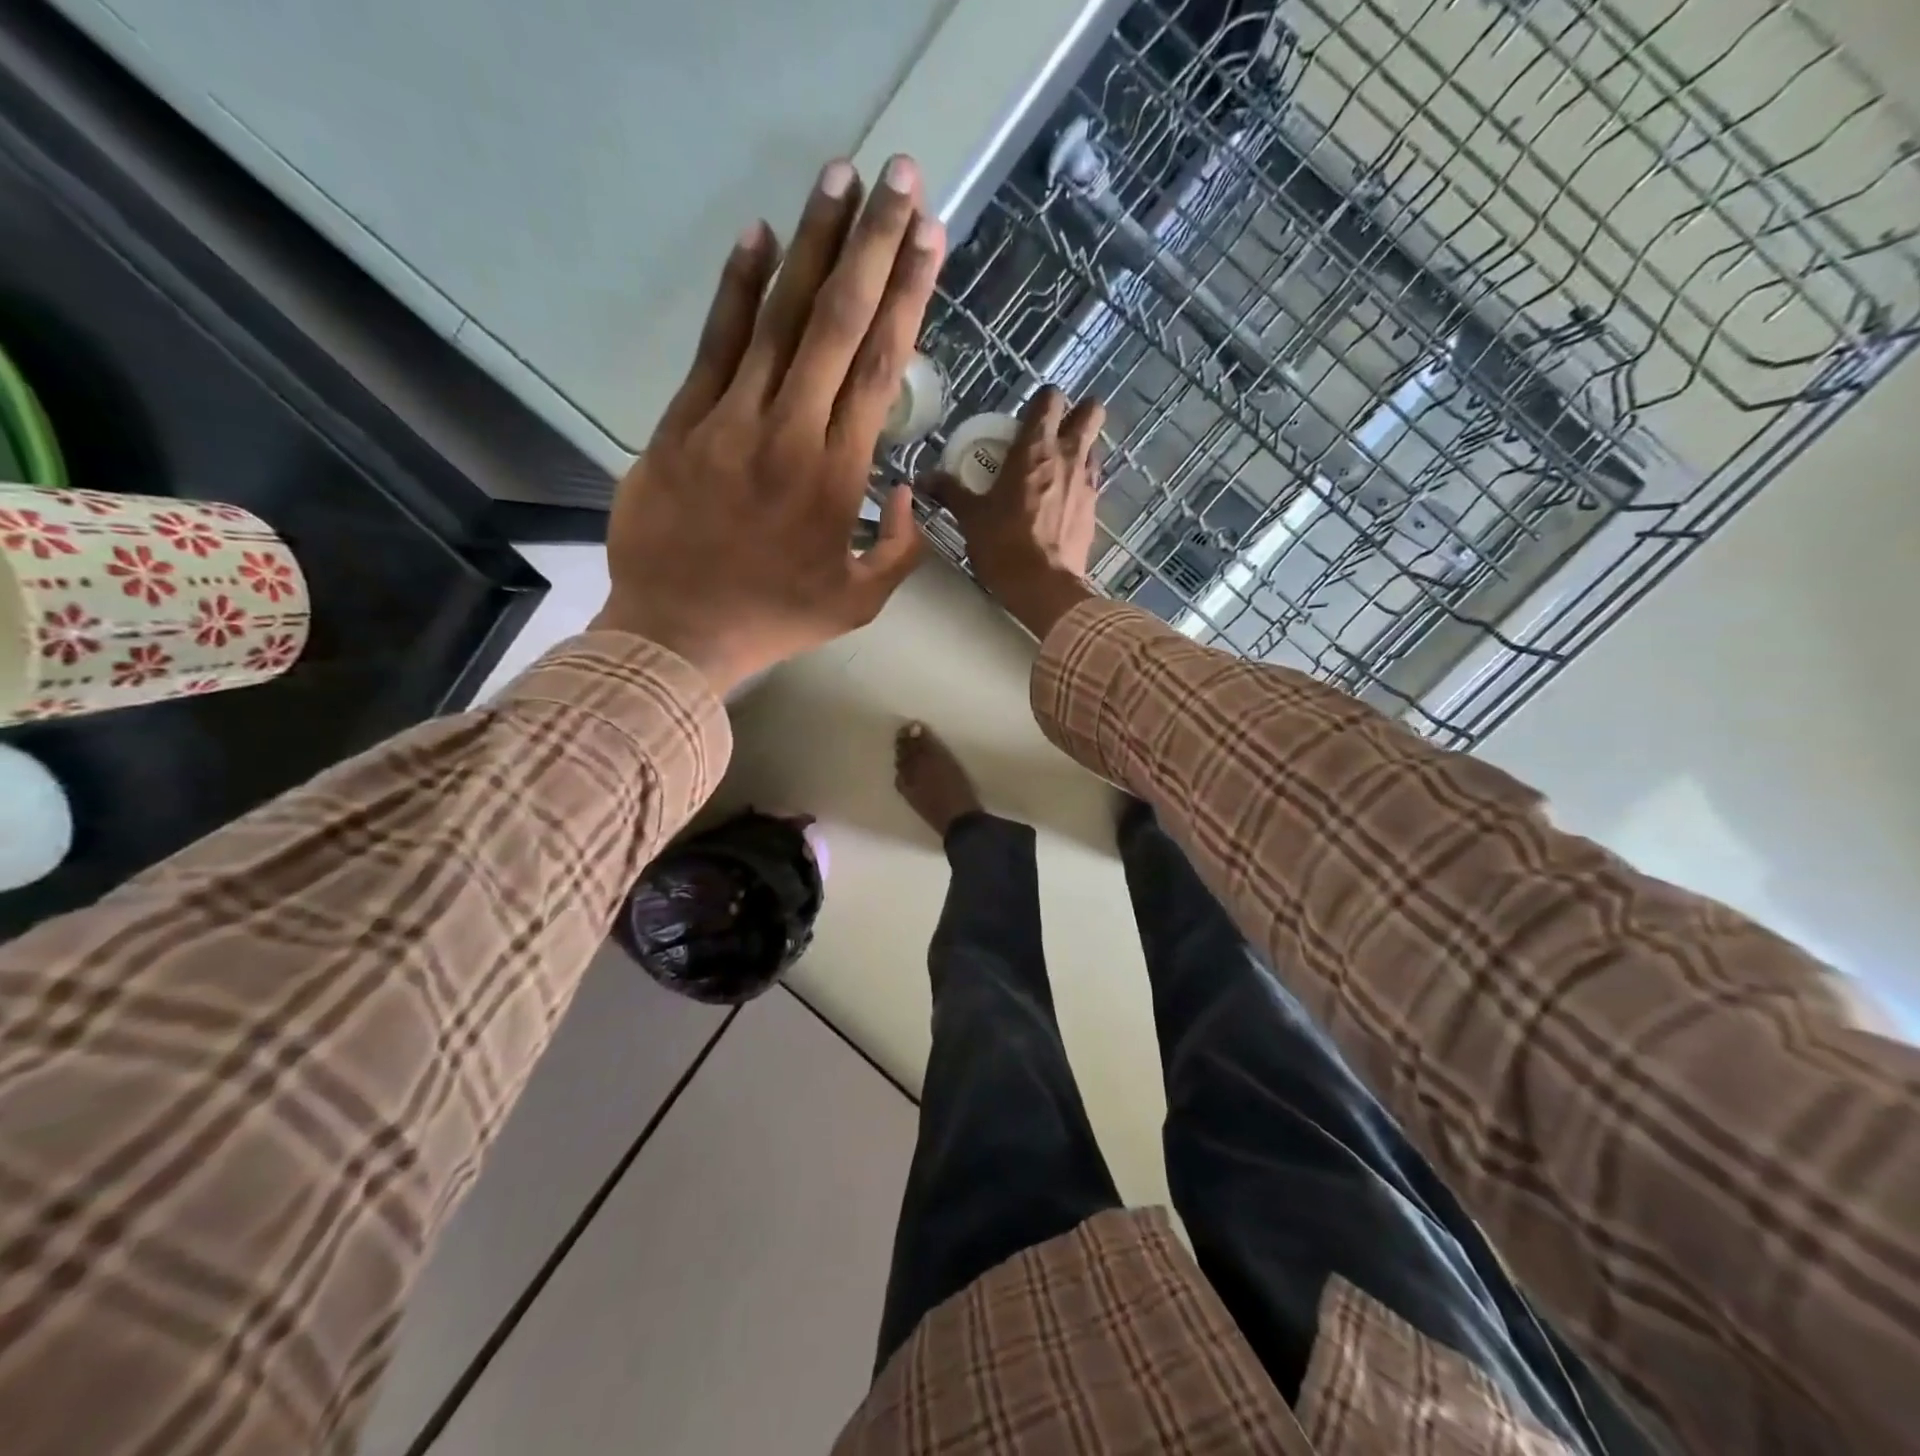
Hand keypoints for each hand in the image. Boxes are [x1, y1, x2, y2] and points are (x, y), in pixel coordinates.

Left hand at [593, 156, 945, 693]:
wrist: (679, 631)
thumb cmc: (777, 619)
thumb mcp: (861, 603)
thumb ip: (901, 549)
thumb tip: (907, 490)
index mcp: (838, 477)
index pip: (879, 368)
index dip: (907, 298)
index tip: (929, 240)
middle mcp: (790, 433)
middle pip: (837, 324)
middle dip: (875, 246)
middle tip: (901, 181)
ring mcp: (731, 421)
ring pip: (778, 319)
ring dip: (814, 245)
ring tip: (842, 179)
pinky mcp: (682, 422)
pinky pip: (715, 345)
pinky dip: (737, 290)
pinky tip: (758, 235)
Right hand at [925, 386, 1105, 640]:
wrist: (1043, 588)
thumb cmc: (1003, 546)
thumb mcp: (971, 517)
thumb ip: (950, 491)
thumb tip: (924, 479)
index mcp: (1035, 448)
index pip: (1050, 399)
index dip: (1043, 401)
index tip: (1029, 415)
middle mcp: (1068, 456)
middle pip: (1091, 412)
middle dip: (1079, 413)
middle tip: (1056, 431)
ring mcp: (1087, 482)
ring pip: (1095, 445)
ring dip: (1082, 447)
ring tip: (1060, 466)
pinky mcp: (1095, 510)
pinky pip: (1093, 481)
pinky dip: (1082, 481)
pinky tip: (1065, 499)